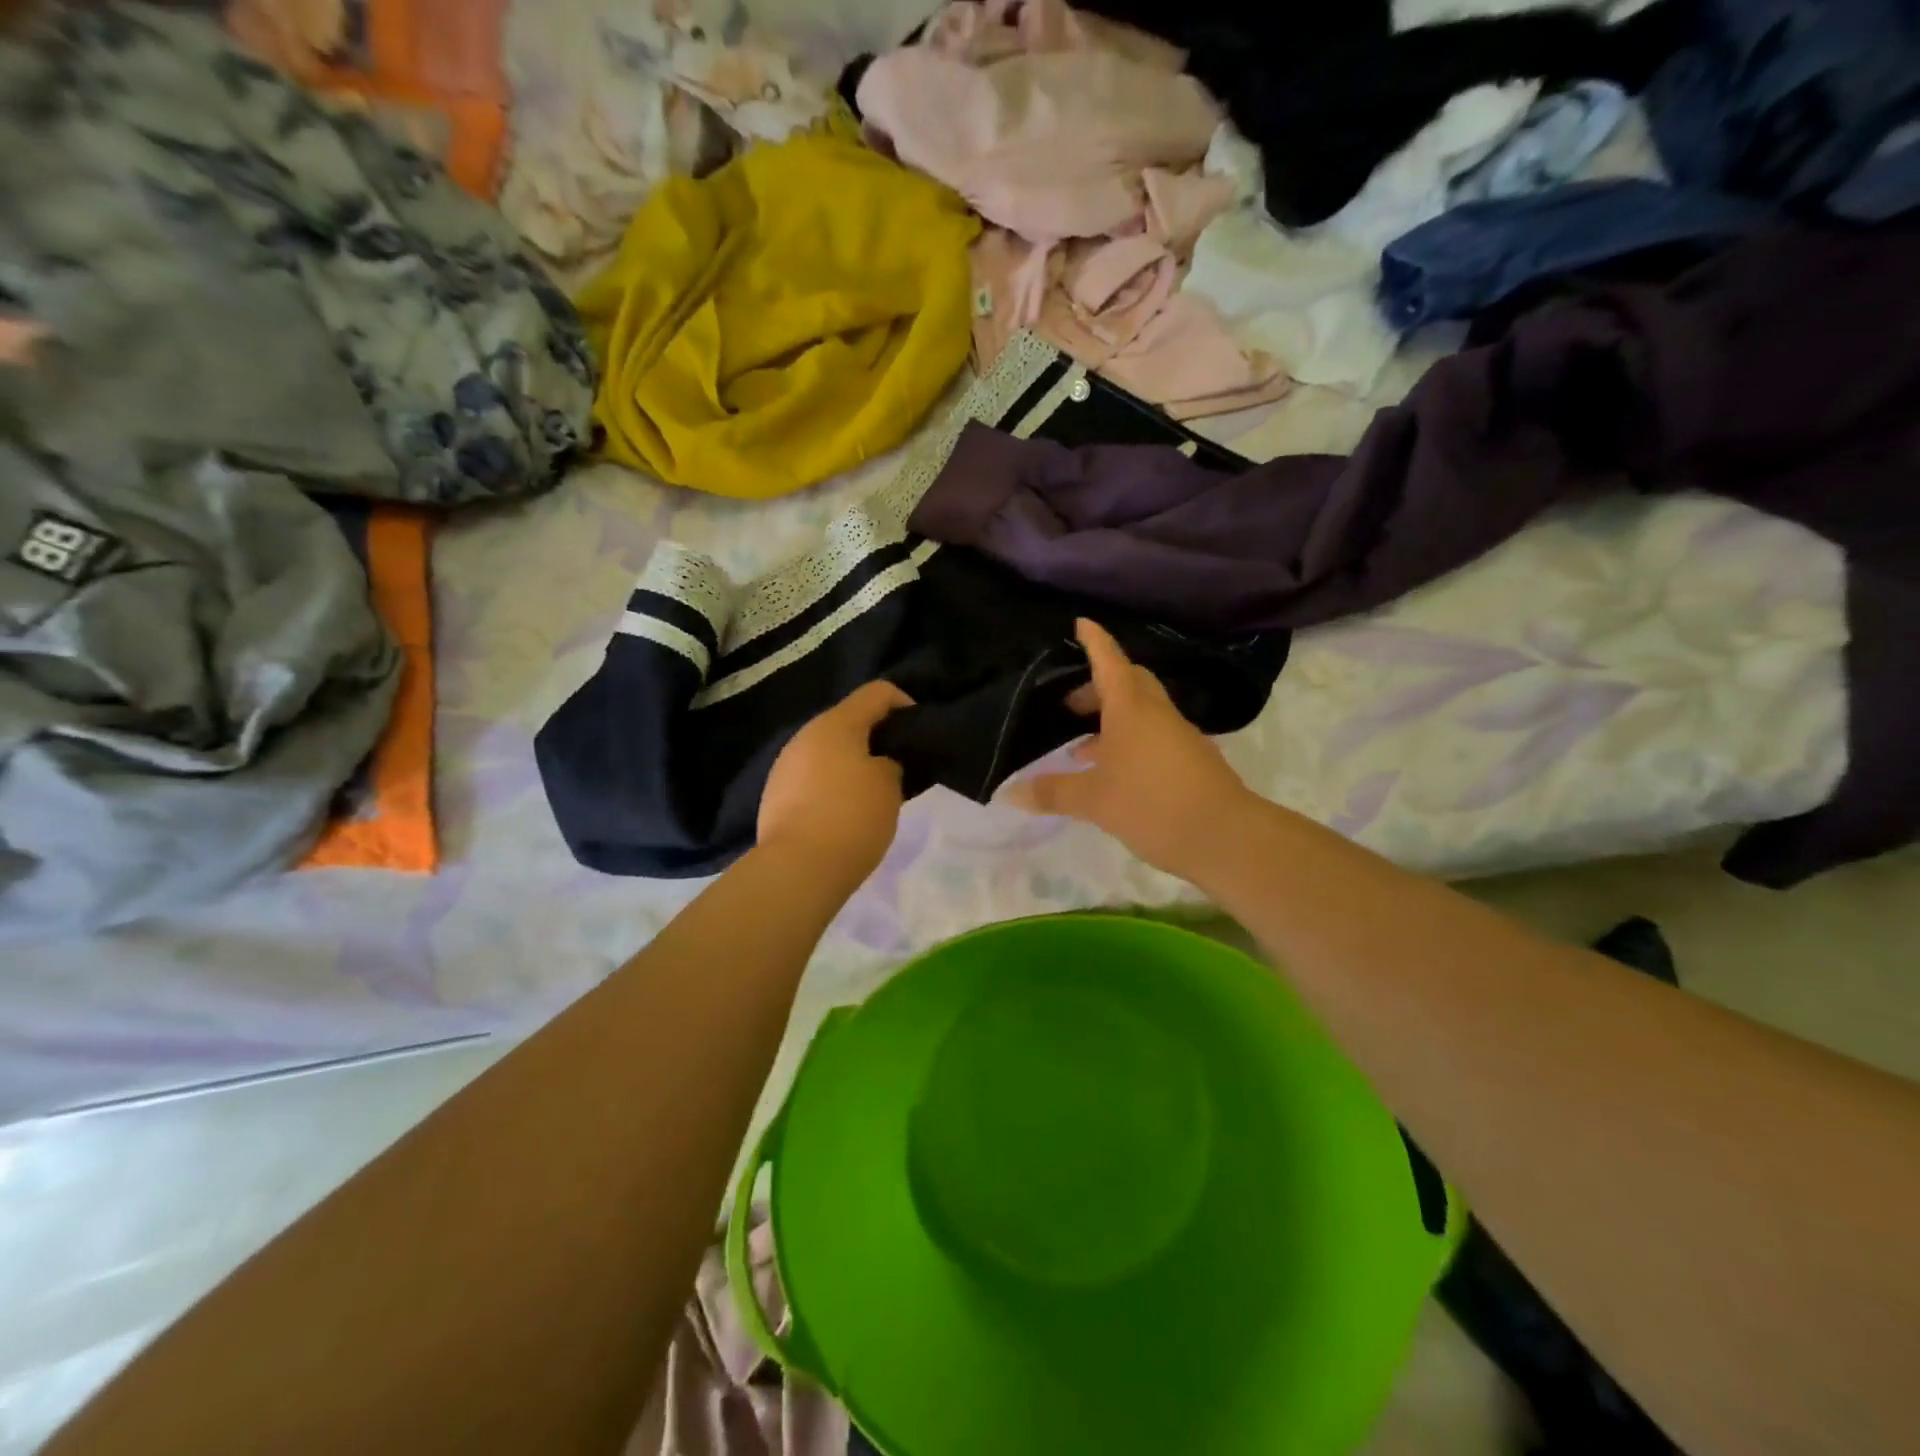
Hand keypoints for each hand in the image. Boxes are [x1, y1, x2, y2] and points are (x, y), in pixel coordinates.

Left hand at [757, 680, 913, 881]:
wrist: (797, 868)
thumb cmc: (852, 818)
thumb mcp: (890, 786)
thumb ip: (891, 763)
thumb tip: (880, 763)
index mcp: (836, 723)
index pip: (878, 692)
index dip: (905, 705)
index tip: (920, 734)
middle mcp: (806, 735)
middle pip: (850, 721)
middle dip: (878, 739)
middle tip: (902, 768)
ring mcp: (786, 765)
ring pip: (829, 751)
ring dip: (854, 763)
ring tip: (874, 794)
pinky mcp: (776, 794)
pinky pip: (813, 777)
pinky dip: (833, 785)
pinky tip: (845, 814)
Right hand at [1005, 619, 1257, 882]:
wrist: (1226, 837)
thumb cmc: (1153, 805)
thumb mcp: (1094, 801)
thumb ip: (1053, 793)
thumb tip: (1012, 792)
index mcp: (1132, 710)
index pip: (1110, 662)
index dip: (1095, 642)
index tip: (1082, 623)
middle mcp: (1157, 714)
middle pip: (1129, 683)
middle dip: (1098, 686)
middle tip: (1069, 704)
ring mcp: (1178, 736)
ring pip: (1142, 712)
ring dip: (1112, 719)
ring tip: (1081, 746)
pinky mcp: (1190, 760)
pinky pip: (1153, 736)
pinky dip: (1128, 741)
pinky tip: (1112, 771)